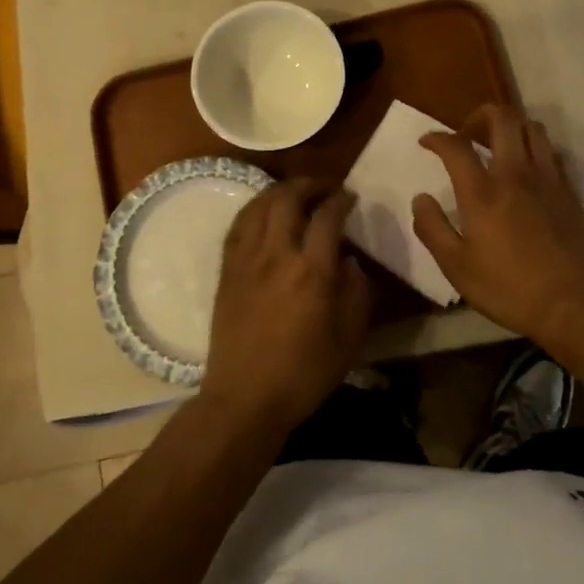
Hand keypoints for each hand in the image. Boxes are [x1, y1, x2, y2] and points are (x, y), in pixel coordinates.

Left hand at [200, 179, 371, 439]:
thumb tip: (351, 260)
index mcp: (312, 271)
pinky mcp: (227, 270)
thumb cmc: (304, 374)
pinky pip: (239, 225)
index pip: (327, 217)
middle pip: (288, 199)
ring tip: (296, 193)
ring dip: (281, 191)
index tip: (351, 197)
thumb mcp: (349, 338)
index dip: (341, 200)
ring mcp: (246, 260)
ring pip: (260, 206)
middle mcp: (277, 255)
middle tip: (325, 187)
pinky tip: (264, 212)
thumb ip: (357, 292)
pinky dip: (255, 209)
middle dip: (310, 185)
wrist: (244, 399)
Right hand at [412, 105, 583, 342]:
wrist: (571, 304)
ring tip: (499, 145)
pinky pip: (553, 152)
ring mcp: (547, 179)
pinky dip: (536, 148)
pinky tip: (528, 168)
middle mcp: (515, 174)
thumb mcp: (456, 266)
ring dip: (511, 127)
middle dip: (479, 115)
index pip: (456, 145)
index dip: (436, 137)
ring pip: (532, 128)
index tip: (427, 142)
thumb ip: (432, 227)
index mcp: (482, 192)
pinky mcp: (569, 190)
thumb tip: (421, 198)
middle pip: (502, 118)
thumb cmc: (507, 287)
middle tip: (467, 134)